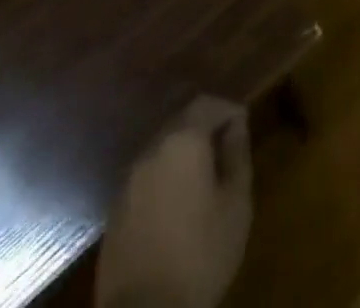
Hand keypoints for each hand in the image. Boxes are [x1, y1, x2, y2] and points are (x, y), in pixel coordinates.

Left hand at [95, 97, 253, 307]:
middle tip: (225, 147)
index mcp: (183, 141)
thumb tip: (237, 126)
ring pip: (161, 150)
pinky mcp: (115, 211)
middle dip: (204, 128)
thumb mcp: (235, 203)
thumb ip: (237, 155)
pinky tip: (177, 202)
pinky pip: (146, 178)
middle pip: (181, 123)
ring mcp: (128, 182)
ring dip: (183, 154)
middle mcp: (151, 151)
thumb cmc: (201, 254)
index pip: (207, 104)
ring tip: (203, 176)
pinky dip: (164, 178)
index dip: (228, 109)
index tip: (243, 123)